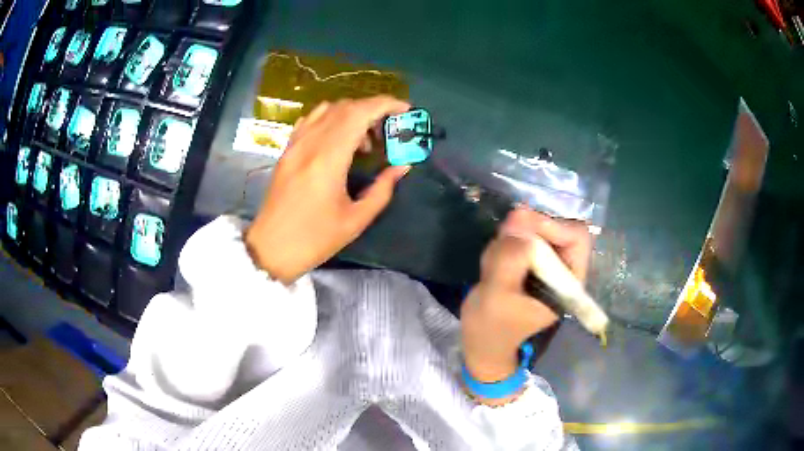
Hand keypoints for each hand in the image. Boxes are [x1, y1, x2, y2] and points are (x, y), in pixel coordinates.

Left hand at [245, 96, 410, 284]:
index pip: (359, 113)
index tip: (406, 110)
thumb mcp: (356, 220)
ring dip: (352, 114)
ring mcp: (295, 144)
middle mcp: (310, 143)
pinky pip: (311, 120)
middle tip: (389, 131)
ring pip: (327, 109)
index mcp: (328, 159)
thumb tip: (403, 166)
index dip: (386, 104)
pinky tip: (338, 139)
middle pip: (345, 107)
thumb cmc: (314, 239)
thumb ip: (382, 189)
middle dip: (373, 109)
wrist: (271, 248)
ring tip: (365, 139)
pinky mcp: (287, 150)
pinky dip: (331, 119)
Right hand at [460, 208, 591, 391]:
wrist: (479, 340)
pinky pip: (519, 236)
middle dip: (527, 231)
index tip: (522, 230)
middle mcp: (562, 268)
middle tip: (502, 241)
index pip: (576, 237)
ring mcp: (545, 264)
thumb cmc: (492, 326)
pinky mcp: (528, 261)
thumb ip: (511, 258)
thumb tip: (520, 218)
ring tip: (494, 264)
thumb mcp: (498, 293)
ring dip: (511, 238)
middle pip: (556, 227)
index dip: (553, 226)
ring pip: (534, 229)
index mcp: (569, 282)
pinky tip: (492, 264)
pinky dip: (504, 242)